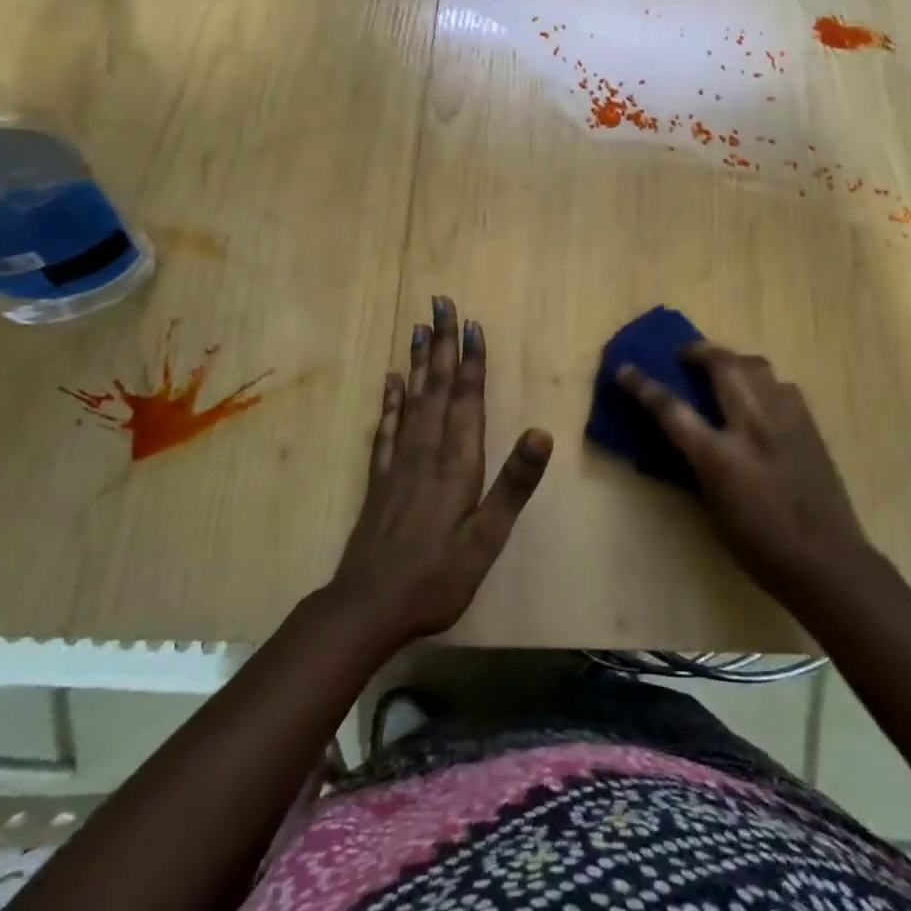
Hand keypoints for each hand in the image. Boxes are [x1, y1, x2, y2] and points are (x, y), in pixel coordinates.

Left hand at [331, 296, 552, 645]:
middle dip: (442, 343)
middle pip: (437, 387)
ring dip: (418, 361)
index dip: (471, 360)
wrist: (368, 607)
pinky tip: (390, 380)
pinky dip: (389, 400)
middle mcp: (427, 451)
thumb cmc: (437, 577)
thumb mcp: (486, 539)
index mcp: (457, 463)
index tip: (472, 323)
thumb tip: (542, 432)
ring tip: (419, 327)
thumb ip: (514, 484)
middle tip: (441, 303)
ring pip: (411, 399)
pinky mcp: (379, 478)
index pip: (467, 399)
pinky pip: (385, 428)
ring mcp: (399, 462)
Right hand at [618, 343, 874, 604]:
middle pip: (722, 366)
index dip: (643, 386)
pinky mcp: (809, 425)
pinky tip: (762, 399)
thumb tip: (688, 438)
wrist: (827, 561)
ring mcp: (785, 421)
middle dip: (698, 351)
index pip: (672, 409)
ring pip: (756, 366)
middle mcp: (752, 427)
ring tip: (724, 370)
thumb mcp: (714, 508)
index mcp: (720, 456)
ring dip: (734, 361)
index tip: (624, 369)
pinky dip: (764, 383)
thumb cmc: (760, 547)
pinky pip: (782, 386)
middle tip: (686, 355)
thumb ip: (699, 465)